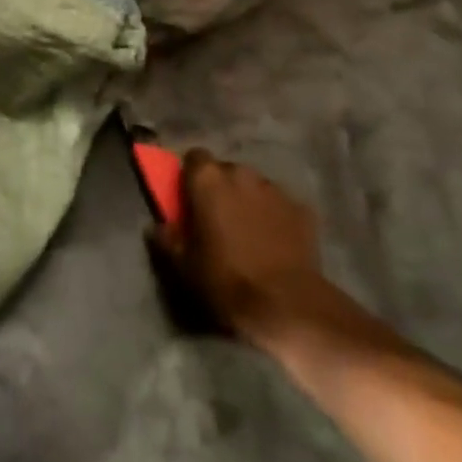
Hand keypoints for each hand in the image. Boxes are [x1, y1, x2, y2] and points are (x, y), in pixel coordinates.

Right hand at [150, 151, 333, 345]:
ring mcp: (276, 190)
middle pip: (226, 170)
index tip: (188, 198)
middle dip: (220, 188)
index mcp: (209, 180)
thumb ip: (168, 238)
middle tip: (216, 218)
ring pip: (255, 186)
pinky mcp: (303, 209)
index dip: (191, 176)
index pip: (194, 157)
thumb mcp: (184, 265)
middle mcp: (243, 174)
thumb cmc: (226, 279)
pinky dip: (274, 216)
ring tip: (248, 231)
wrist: (285, 304)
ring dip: (248, 200)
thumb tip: (158, 227)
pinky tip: (274, 242)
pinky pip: (280, 205)